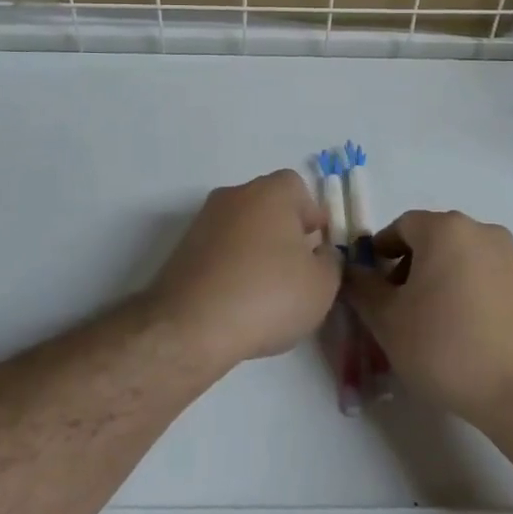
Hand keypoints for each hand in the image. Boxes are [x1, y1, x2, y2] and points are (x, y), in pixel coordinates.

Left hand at [152, 170, 340, 368]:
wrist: (191, 325)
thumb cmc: (268, 295)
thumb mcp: (322, 285)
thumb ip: (330, 261)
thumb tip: (319, 253)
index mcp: (271, 192)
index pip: (298, 188)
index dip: (312, 216)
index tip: (317, 249)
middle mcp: (235, 195)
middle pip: (268, 205)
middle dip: (284, 232)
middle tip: (296, 272)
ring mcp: (204, 220)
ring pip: (242, 228)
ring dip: (256, 250)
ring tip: (266, 293)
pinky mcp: (183, 249)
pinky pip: (219, 250)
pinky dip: (231, 267)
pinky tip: (237, 301)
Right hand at [346, 209, 512, 428]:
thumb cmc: (448, 348)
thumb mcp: (388, 320)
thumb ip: (362, 288)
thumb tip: (353, 270)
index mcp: (445, 228)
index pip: (400, 227)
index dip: (379, 254)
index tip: (371, 288)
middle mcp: (481, 231)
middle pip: (431, 240)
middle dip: (408, 269)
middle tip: (396, 309)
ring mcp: (509, 257)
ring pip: (458, 259)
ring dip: (437, 281)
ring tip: (428, 326)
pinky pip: (483, 277)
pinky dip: (465, 293)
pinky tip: (461, 333)